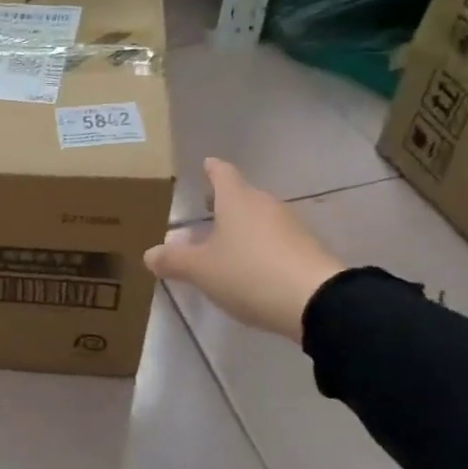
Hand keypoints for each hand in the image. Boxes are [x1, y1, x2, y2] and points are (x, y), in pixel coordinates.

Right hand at [144, 158, 344, 342]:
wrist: (317, 302)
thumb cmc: (248, 273)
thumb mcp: (200, 270)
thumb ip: (173, 260)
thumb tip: (151, 254)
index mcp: (237, 200)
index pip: (222, 173)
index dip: (211, 170)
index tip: (205, 166)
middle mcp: (264, 205)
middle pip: (241, 196)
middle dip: (223, 202)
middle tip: (205, 211)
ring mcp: (290, 227)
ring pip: (258, 219)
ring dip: (240, 227)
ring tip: (222, 245)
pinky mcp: (306, 251)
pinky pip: (274, 241)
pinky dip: (258, 247)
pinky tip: (249, 268)